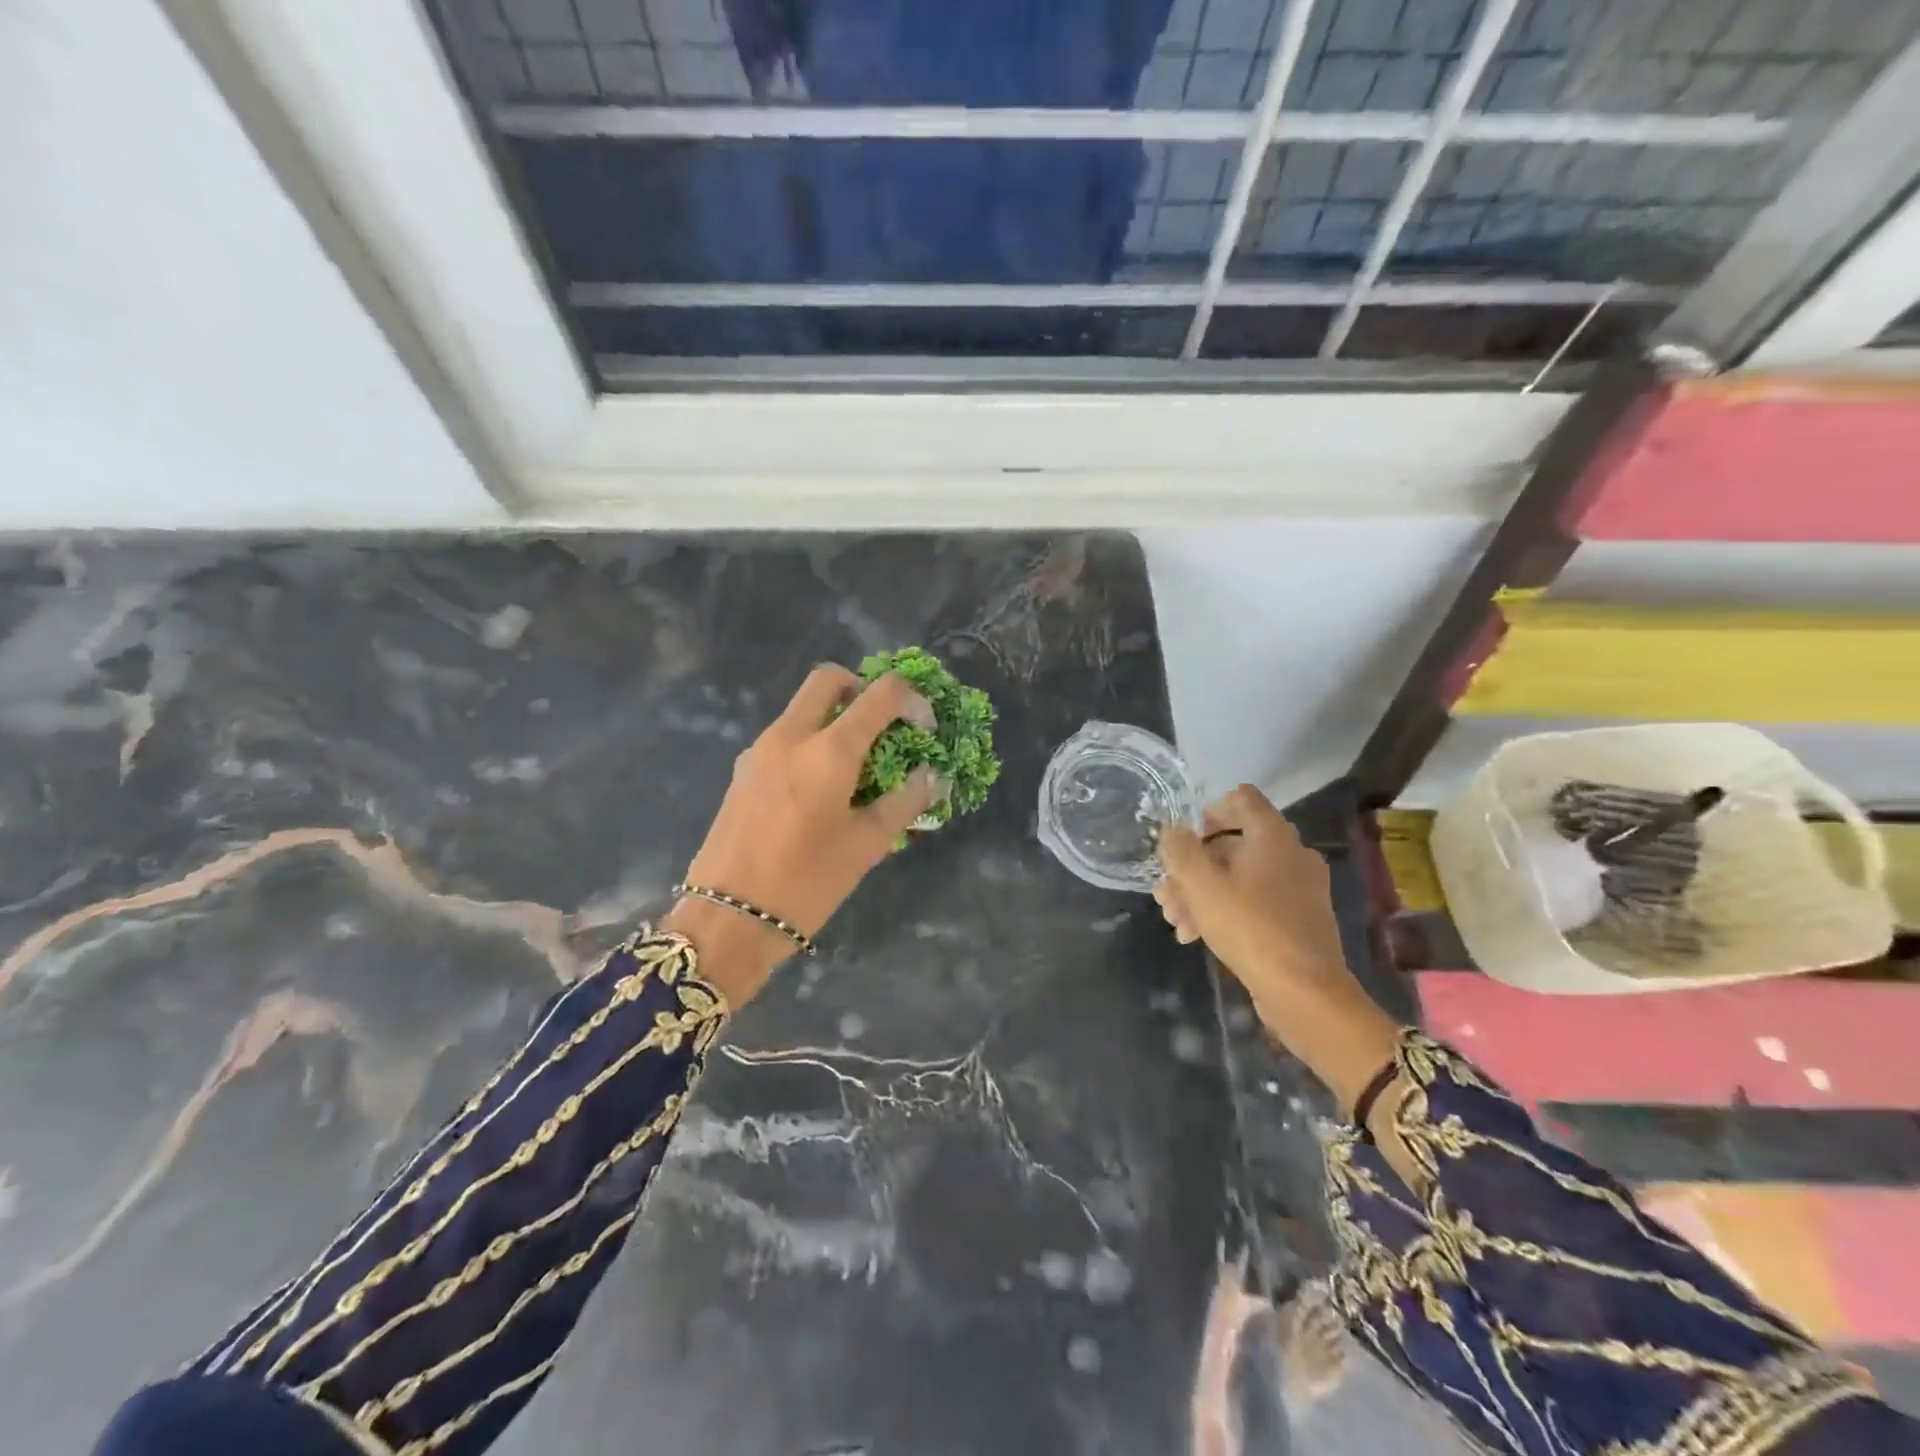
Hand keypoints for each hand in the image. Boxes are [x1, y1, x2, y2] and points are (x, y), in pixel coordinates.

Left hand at [666, 665, 944, 1008]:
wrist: (727, 920)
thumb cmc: (806, 883)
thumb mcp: (867, 845)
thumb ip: (905, 801)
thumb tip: (932, 775)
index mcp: (829, 751)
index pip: (880, 693)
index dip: (912, 700)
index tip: (924, 728)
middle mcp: (791, 735)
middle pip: (829, 679)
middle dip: (863, 687)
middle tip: (883, 725)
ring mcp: (760, 749)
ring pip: (803, 706)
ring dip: (835, 715)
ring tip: (857, 765)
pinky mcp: (743, 770)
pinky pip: (785, 735)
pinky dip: (811, 739)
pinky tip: (822, 788)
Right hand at [1154, 786, 1351, 1018]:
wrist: (1305, 993)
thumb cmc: (1250, 927)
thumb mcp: (1201, 885)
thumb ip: (1180, 850)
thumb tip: (1171, 829)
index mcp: (1273, 836)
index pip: (1241, 799)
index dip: (1207, 811)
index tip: (1182, 839)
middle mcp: (1291, 854)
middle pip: (1232, 844)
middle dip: (1192, 867)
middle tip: (1165, 893)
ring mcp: (1298, 888)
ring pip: (1239, 877)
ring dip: (1202, 893)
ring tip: (1175, 921)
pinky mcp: (1298, 919)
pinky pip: (1255, 902)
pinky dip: (1225, 910)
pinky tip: (1196, 936)